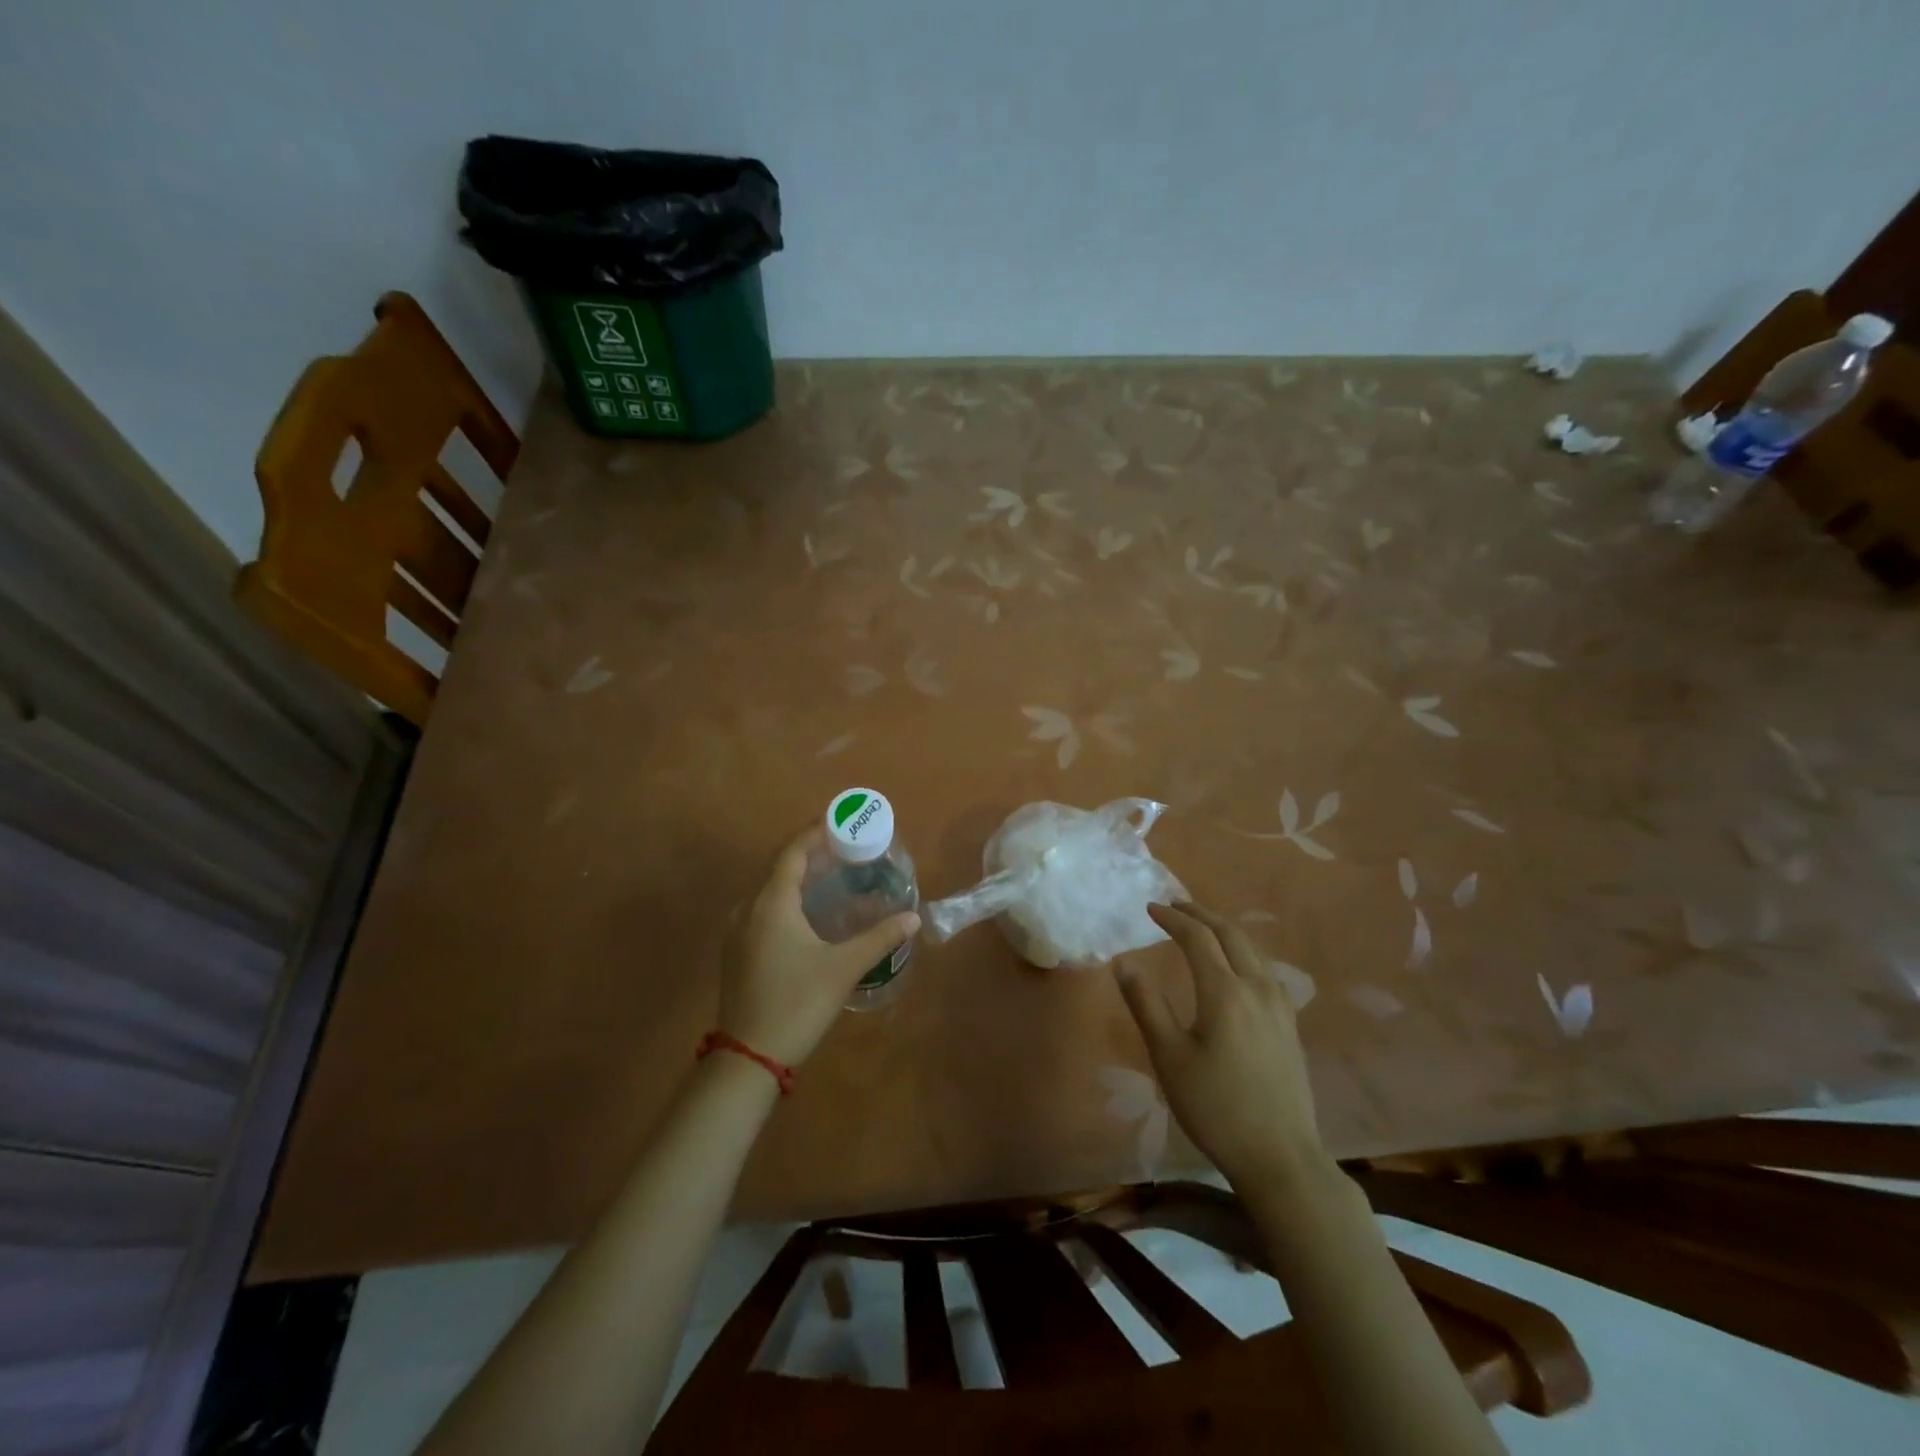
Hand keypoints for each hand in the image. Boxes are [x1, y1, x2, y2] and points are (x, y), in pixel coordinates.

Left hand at [718, 827, 920, 1067]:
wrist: (748, 1057)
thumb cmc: (797, 1002)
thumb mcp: (844, 968)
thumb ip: (879, 937)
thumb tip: (913, 917)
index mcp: (772, 903)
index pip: (793, 852)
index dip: (815, 833)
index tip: (839, 821)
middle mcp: (749, 908)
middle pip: (780, 867)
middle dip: (811, 853)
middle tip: (845, 848)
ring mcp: (738, 931)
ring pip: (770, 890)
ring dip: (799, 878)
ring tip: (832, 876)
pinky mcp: (737, 951)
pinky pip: (764, 909)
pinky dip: (788, 899)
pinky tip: (810, 914)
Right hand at [1116, 901, 1323, 1185]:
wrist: (1280, 1157)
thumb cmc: (1215, 1107)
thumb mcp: (1169, 1057)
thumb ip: (1147, 1004)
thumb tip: (1124, 963)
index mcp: (1225, 992)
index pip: (1197, 938)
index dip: (1172, 919)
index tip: (1150, 908)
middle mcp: (1257, 988)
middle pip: (1230, 934)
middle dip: (1200, 914)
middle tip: (1174, 905)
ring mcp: (1279, 1006)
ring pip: (1252, 949)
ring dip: (1224, 930)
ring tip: (1201, 926)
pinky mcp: (1289, 1024)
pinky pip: (1264, 968)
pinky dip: (1243, 951)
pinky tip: (1235, 965)